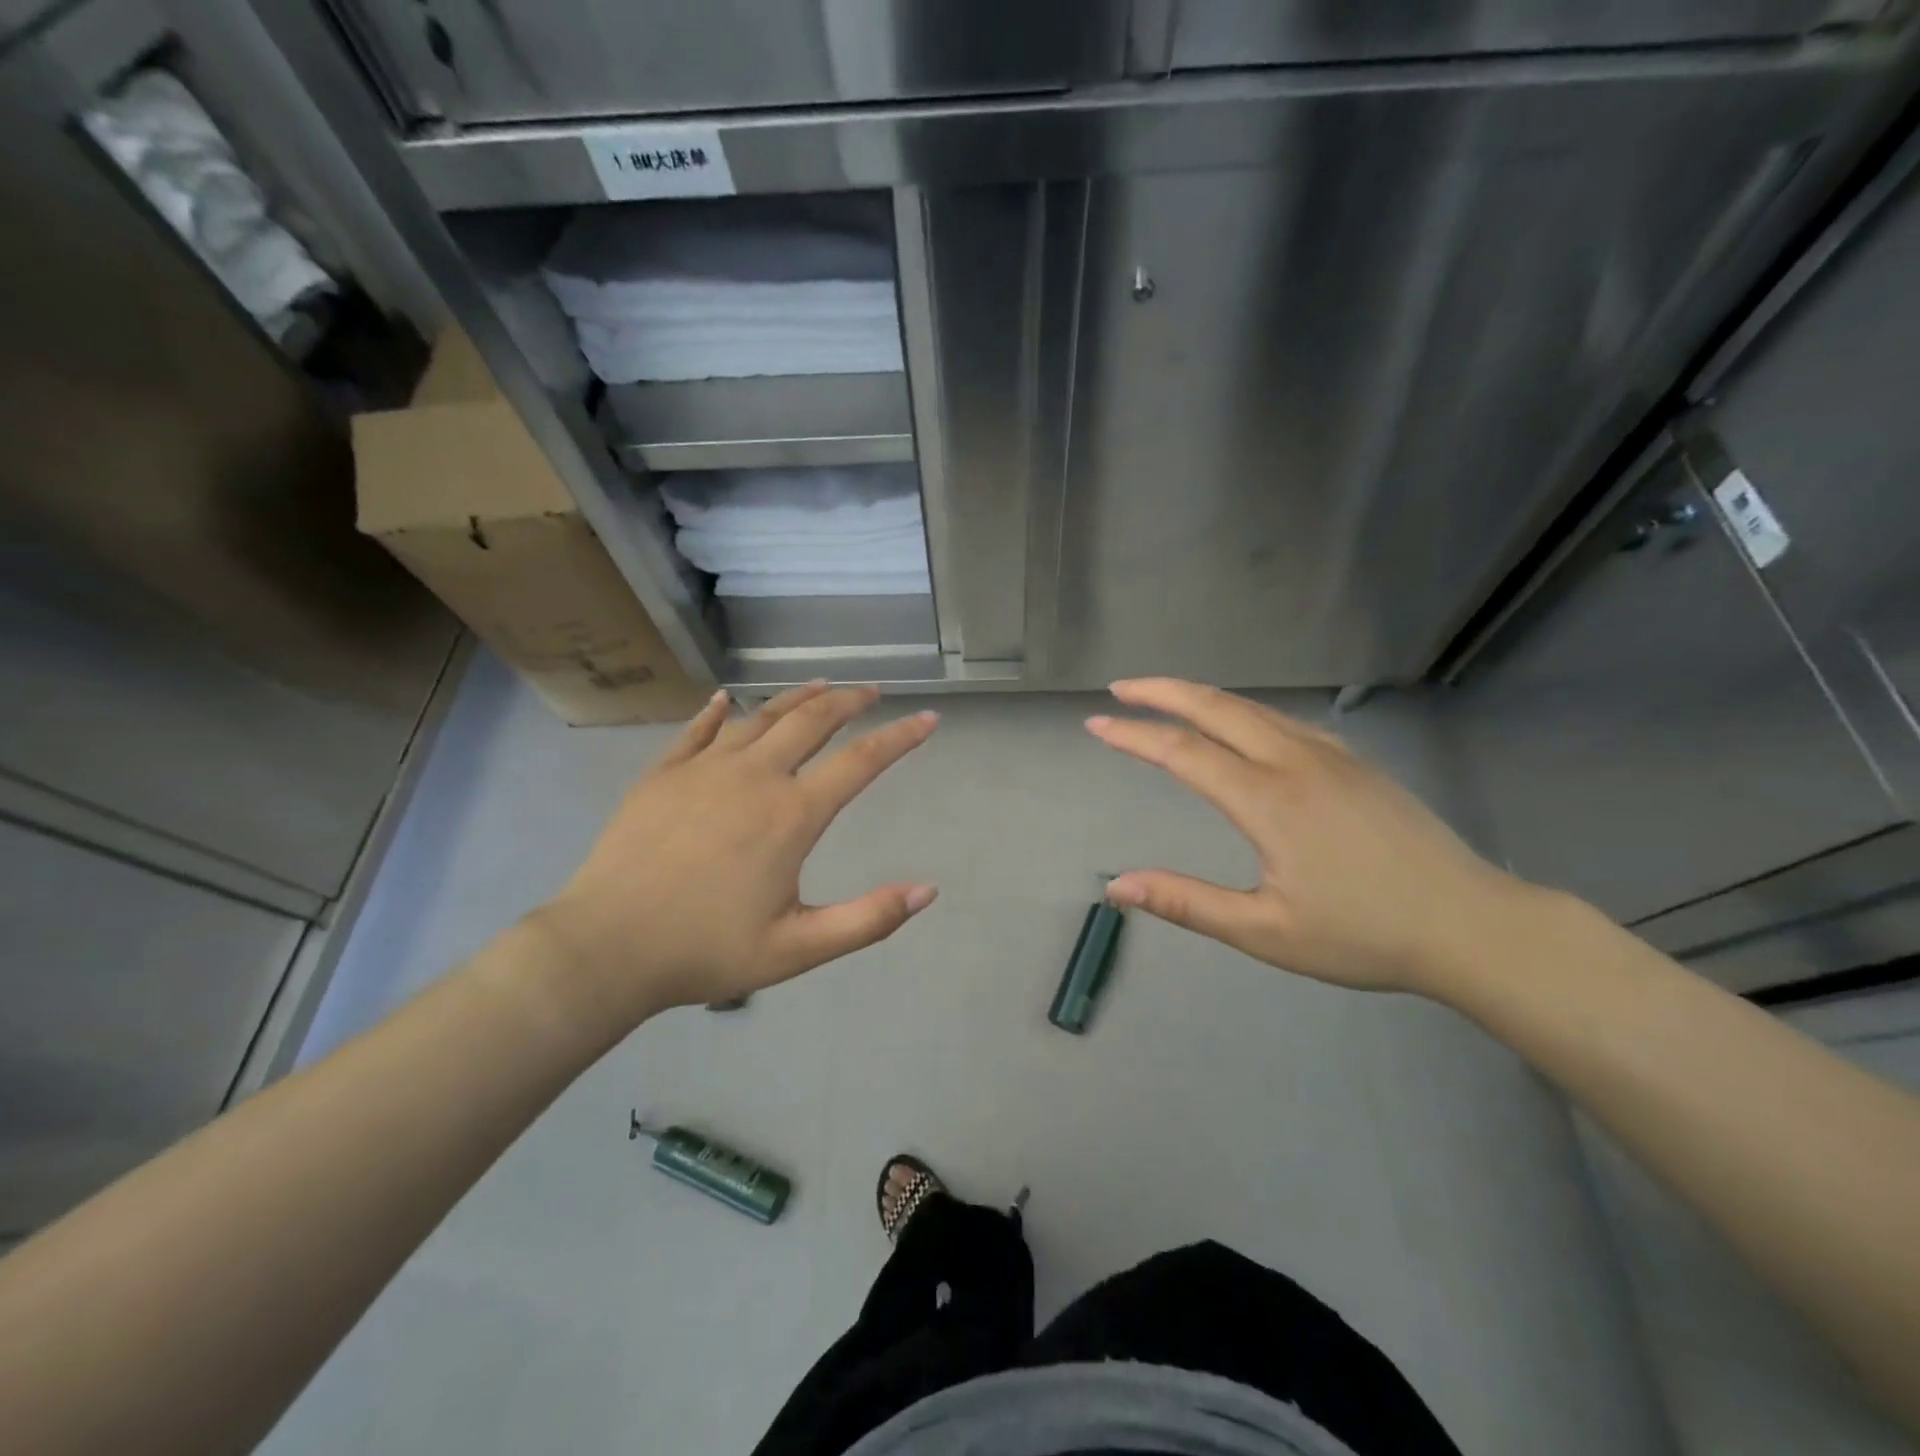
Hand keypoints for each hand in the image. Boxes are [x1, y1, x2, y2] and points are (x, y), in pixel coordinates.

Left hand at [530, 682, 938, 1026]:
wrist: (606, 947)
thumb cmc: (706, 950)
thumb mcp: (798, 949)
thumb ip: (867, 920)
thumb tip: (927, 889)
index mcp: (791, 815)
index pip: (861, 762)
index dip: (901, 737)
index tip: (928, 718)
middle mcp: (754, 777)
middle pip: (812, 721)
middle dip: (848, 701)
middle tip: (872, 691)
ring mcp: (704, 769)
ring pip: (761, 717)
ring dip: (796, 697)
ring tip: (820, 685)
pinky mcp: (663, 774)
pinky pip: (698, 730)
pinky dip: (719, 711)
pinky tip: (728, 698)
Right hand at [1086, 679, 1533, 994]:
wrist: (1472, 926)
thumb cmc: (1365, 936)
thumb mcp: (1266, 932)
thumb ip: (1188, 903)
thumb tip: (1117, 885)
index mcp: (1268, 800)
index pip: (1183, 753)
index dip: (1134, 735)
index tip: (1096, 724)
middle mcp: (1295, 762)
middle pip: (1217, 708)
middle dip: (1162, 692)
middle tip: (1121, 689)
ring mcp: (1331, 757)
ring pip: (1254, 708)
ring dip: (1203, 697)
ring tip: (1167, 698)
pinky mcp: (1356, 763)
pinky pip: (1286, 721)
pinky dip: (1244, 711)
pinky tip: (1241, 725)